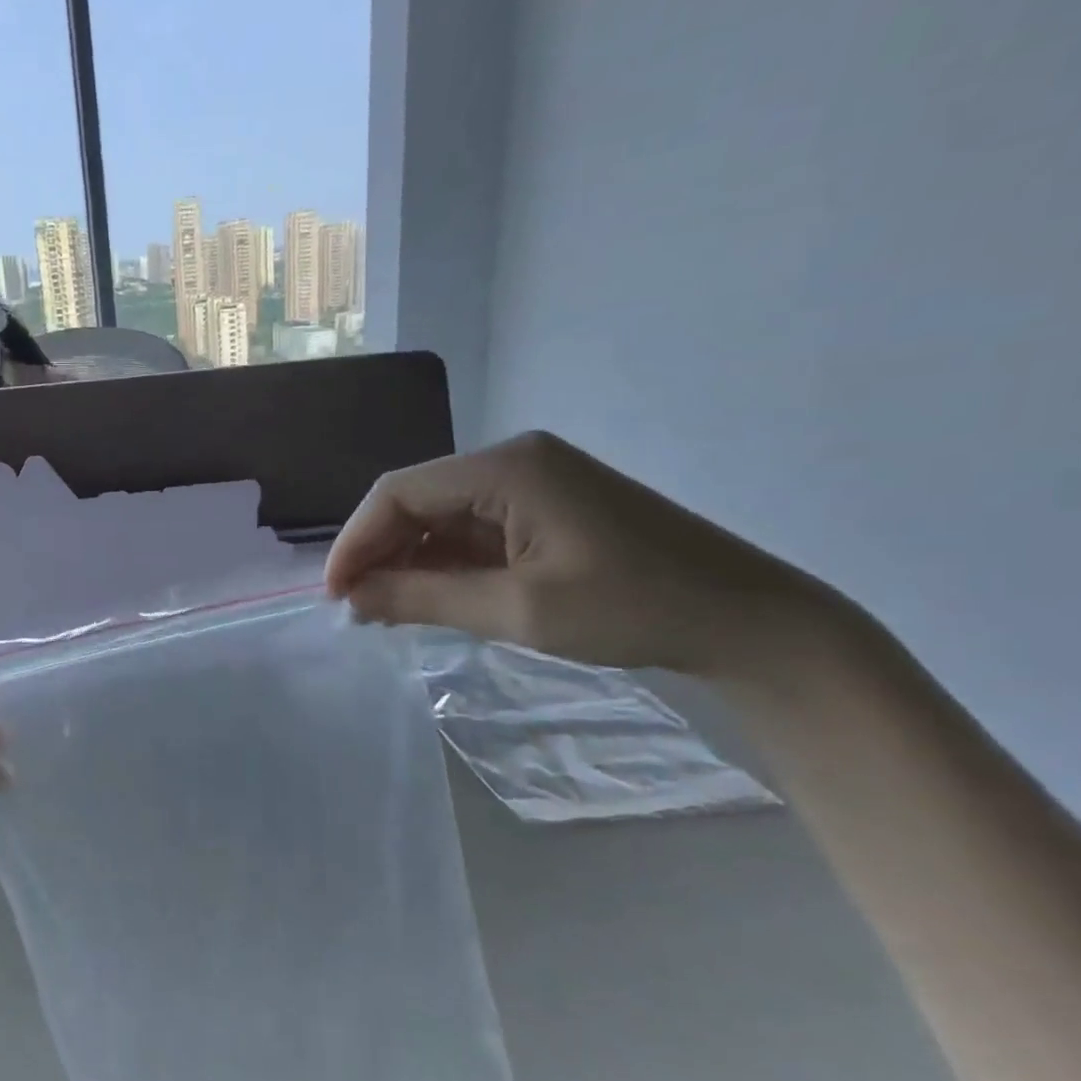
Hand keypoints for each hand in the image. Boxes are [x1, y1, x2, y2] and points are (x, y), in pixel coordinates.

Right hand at [325, 431, 838, 674]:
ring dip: (408, 560)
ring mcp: (534, 483)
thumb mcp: (517, 609)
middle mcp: (514, 460)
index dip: (356, 541)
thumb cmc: (632, 609)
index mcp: (507, 467)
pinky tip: (428, 597)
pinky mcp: (548, 510)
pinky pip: (475, 530)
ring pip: (443, 517)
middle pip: (418, 499)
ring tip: (382, 611)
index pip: (400, 492)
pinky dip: (445, 564)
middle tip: (355, 609)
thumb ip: (423, 597)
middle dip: (379, 552)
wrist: (747, 620)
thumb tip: (351, 598)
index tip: (333, 595)